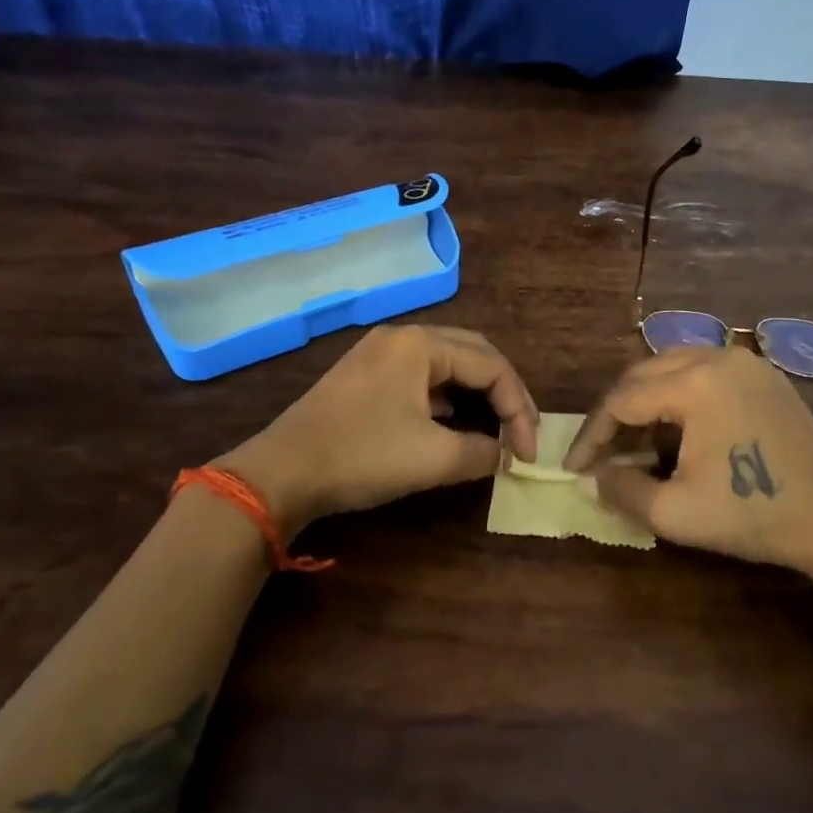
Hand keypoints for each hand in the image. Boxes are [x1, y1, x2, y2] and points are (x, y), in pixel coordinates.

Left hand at [218, 325, 538, 530]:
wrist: (281, 473)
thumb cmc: (362, 456)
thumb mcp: (432, 458)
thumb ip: (481, 452)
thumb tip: (506, 456)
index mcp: (421, 344)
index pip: (492, 366)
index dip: (519, 409)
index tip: (530, 453)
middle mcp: (403, 338)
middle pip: (474, 355)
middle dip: (504, 393)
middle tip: (524, 431)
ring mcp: (381, 355)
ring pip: (447, 365)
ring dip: (477, 395)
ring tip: (498, 428)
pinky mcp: (366, 378)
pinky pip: (422, 379)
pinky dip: (448, 400)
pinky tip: (455, 425)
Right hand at [564, 347, 812, 580]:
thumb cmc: (752, 515)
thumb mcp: (674, 513)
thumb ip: (621, 490)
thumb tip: (593, 477)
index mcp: (694, 383)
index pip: (621, 400)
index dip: (591, 435)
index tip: (574, 467)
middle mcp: (717, 356)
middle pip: (643, 374)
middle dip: (615, 413)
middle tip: (600, 453)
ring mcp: (746, 361)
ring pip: (672, 366)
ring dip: (645, 400)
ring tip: (635, 442)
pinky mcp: (765, 374)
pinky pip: (704, 370)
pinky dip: (679, 394)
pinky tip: (678, 429)